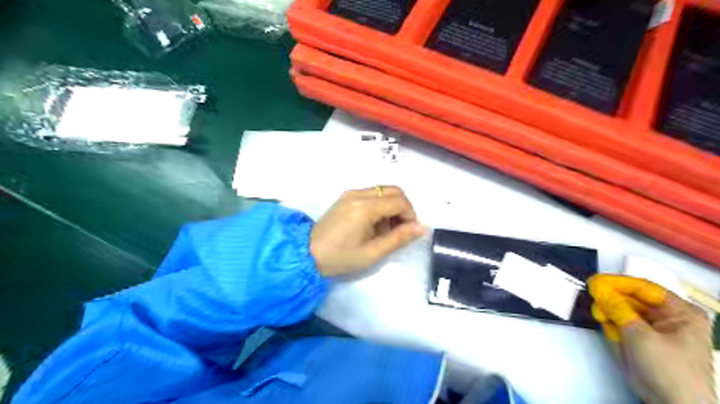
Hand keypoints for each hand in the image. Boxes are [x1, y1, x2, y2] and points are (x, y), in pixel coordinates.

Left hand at [312, 186, 425, 277]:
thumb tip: (422, 227)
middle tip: (400, 228)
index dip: (410, 215)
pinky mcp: (346, 197)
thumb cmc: (341, 258)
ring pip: (383, 190)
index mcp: (365, 207)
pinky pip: (371, 194)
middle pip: (393, 190)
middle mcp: (358, 194)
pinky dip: (380, 205)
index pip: (399, 201)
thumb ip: (399, 238)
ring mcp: (350, 193)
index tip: (408, 232)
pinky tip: (374, 223)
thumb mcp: (373, 253)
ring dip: (392, 205)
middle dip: (403, 207)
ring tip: (386, 229)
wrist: (307, 254)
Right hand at [591, 275, 713, 403]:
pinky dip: (612, 323)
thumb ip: (616, 307)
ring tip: (600, 316)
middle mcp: (668, 316)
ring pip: (623, 309)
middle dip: (611, 299)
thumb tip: (596, 286)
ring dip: (609, 311)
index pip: (643, 288)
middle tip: (593, 300)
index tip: (594, 282)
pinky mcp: (641, 339)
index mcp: (680, 311)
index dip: (617, 283)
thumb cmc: (667, 368)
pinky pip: (622, 323)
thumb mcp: (639, 334)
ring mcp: (654, 328)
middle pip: (631, 298)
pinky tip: (606, 326)